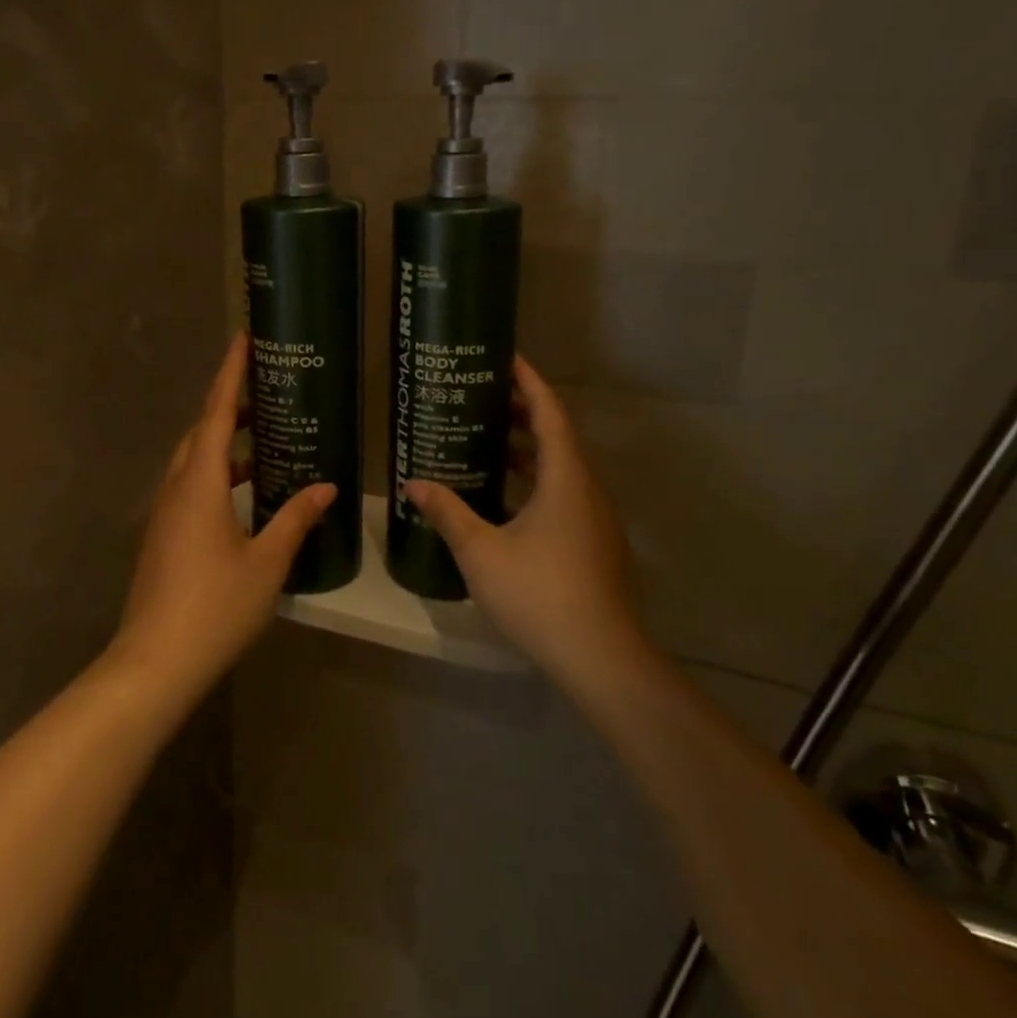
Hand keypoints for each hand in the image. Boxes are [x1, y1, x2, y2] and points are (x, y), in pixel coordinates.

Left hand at [112, 332, 334, 703]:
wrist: (154, 663)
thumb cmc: (215, 607)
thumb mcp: (267, 563)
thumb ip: (296, 519)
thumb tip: (327, 487)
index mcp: (201, 483)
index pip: (218, 411)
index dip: (232, 372)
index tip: (244, 338)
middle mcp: (176, 488)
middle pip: (203, 432)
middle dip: (232, 408)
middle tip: (268, 396)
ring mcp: (164, 513)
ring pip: (194, 461)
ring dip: (226, 445)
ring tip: (265, 446)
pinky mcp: (162, 537)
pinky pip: (190, 487)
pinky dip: (217, 476)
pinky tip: (245, 498)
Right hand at [404, 357, 649, 705]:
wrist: (603, 658)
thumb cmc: (541, 594)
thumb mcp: (481, 552)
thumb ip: (447, 513)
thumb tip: (413, 483)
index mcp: (566, 478)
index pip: (550, 413)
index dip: (529, 382)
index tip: (506, 358)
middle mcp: (588, 489)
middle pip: (558, 436)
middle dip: (523, 413)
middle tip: (483, 400)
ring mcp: (597, 518)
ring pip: (563, 468)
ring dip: (530, 451)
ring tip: (489, 444)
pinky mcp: (597, 543)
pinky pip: (566, 494)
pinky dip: (538, 482)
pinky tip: (507, 501)